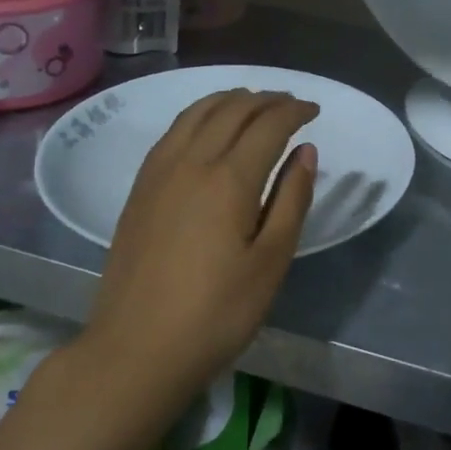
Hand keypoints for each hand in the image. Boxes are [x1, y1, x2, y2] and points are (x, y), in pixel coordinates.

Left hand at [80, 89, 318, 399]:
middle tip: (291, 104)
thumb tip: (306, 152)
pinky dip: (199, 114)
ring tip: (253, 102)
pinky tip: (207, 127)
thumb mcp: (271, 262)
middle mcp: (191, 162)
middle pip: (232, 110)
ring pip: (197, 113)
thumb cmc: (216, 312)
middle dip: (267, 99)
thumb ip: (292, 200)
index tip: (315, 111)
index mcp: (229, 179)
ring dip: (230, 99)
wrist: (135, 350)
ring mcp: (159, 172)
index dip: (295, 111)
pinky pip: (173, 131)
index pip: (268, 124)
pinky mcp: (139, 188)